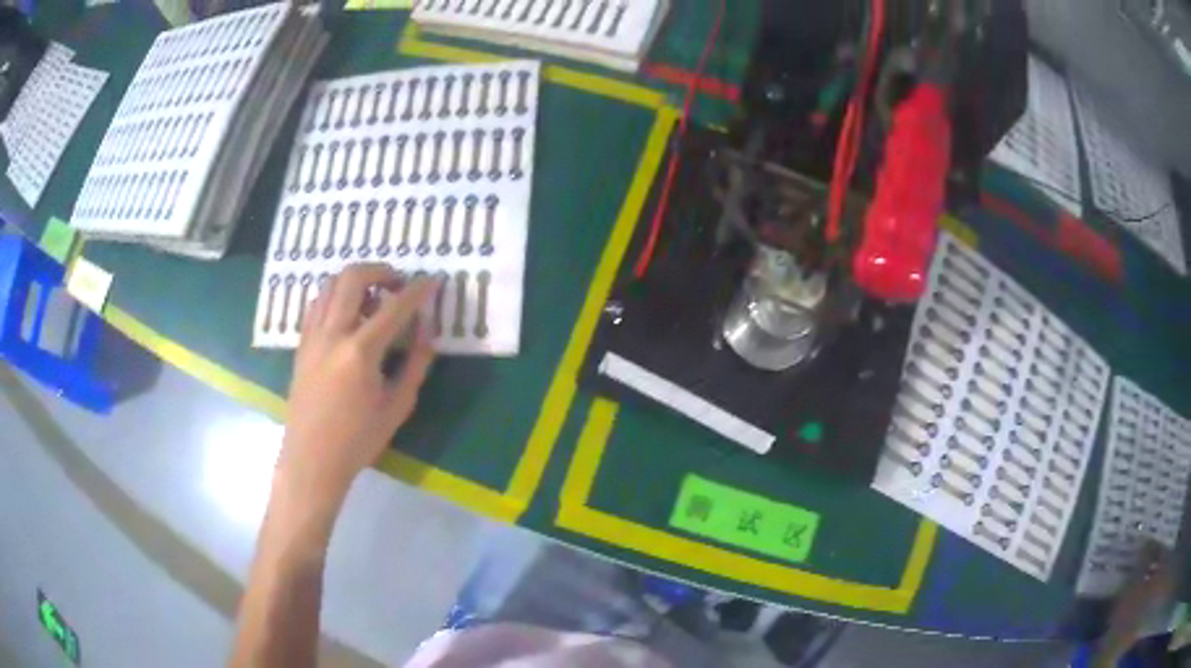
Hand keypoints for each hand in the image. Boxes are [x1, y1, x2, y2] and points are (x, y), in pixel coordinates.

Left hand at [278, 264, 438, 505]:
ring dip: (355, 281)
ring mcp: (312, 336)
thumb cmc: (358, 439)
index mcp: (360, 352)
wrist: (312, 459)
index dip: (418, 290)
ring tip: (372, 300)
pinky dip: (334, 298)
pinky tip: (347, 315)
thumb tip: (427, 329)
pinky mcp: (301, 344)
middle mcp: (333, 334)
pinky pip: (316, 305)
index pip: (394, 307)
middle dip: (380, 271)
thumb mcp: (397, 406)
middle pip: (353, 277)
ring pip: (330, 285)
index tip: (434, 281)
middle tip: (398, 284)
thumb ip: (415, 363)